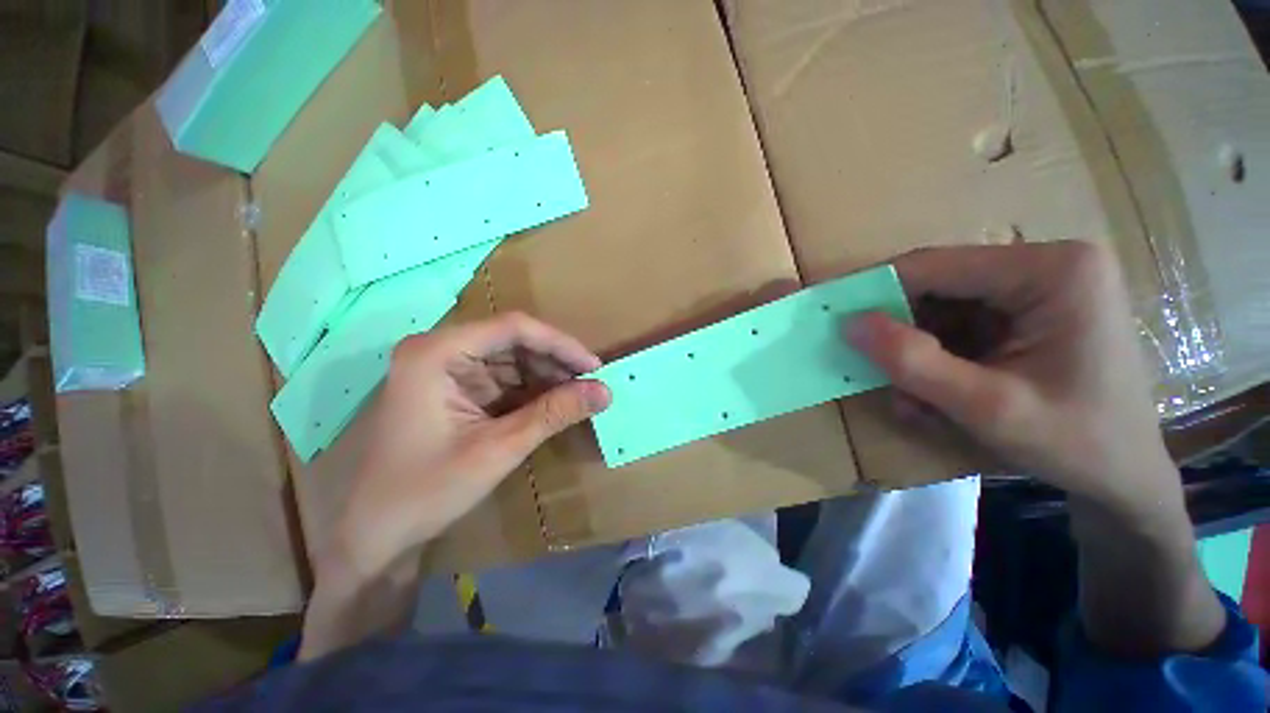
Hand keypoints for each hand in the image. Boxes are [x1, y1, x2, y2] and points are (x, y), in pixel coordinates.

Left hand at [334, 312, 611, 577]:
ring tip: (580, 396)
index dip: (560, 344)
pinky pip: (505, 379)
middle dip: (556, 362)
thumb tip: (605, 392)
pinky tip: (556, 404)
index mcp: (437, 352)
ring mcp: (447, 369)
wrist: (373, 534)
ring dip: (548, 377)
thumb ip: (554, 414)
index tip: (594, 366)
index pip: (513, 328)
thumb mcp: (498, 449)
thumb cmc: (426, 490)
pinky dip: (533, 391)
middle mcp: (441, 349)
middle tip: (592, 384)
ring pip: (513, 359)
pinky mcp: (456, 389)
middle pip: (513, 341)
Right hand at [847, 242, 1225, 656]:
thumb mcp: (988, 409)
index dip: (871, 288)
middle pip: (936, 286)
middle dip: (899, 333)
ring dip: (914, 353)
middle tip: (874, 372)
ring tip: (915, 399)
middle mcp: (1044, 265)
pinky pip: (955, 326)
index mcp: (1052, 271)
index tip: (827, 312)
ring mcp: (1035, 287)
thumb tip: (849, 324)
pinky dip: (934, 359)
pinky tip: (939, 395)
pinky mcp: (1025, 311)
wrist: (1126, 478)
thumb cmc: (1077, 444)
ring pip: (939, 309)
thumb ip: (915, 364)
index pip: (934, 266)